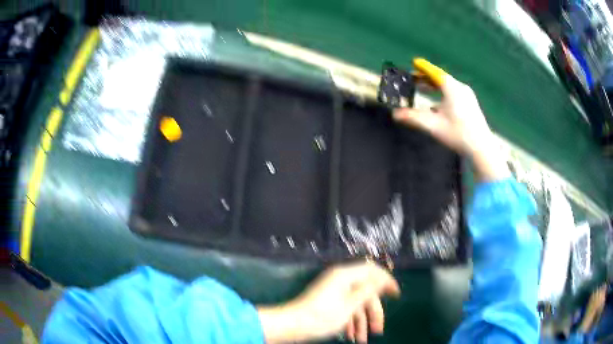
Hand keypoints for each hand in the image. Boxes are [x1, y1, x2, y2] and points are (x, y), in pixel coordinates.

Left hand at [257, 262, 399, 342]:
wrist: (292, 326)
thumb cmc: (322, 316)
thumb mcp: (350, 305)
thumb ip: (368, 290)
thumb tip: (382, 278)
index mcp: (345, 275)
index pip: (372, 270)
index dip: (386, 281)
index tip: (396, 295)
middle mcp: (340, 280)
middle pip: (365, 292)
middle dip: (373, 313)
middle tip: (378, 330)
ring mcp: (333, 291)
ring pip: (356, 303)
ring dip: (361, 322)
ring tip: (362, 340)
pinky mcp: (328, 302)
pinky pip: (345, 308)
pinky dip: (350, 321)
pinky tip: (351, 336)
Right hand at [393, 58, 508, 180]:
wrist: (481, 148)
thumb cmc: (458, 134)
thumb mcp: (433, 125)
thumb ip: (413, 117)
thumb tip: (395, 114)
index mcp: (451, 88)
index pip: (434, 72)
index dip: (423, 67)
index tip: (414, 62)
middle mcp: (460, 88)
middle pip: (440, 78)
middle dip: (426, 78)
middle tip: (413, 80)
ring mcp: (467, 96)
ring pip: (447, 86)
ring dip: (434, 87)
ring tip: (423, 89)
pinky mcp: (471, 104)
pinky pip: (454, 93)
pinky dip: (443, 94)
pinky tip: (437, 105)